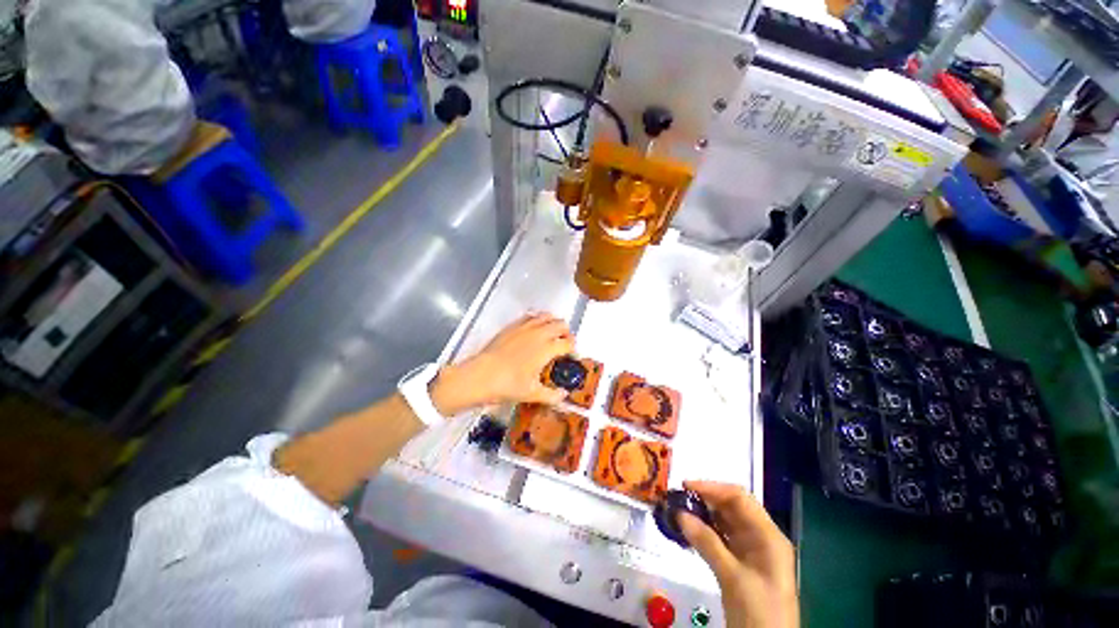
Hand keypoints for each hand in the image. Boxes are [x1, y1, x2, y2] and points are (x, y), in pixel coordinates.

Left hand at [430, 312, 574, 415]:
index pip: (568, 343)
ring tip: (551, 333)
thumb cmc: (508, 385)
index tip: (572, 355)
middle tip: (564, 344)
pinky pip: (531, 316)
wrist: (480, 375)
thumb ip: (552, 395)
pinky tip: (534, 327)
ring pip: (547, 316)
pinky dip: (538, 319)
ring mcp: (525, 327)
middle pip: (561, 325)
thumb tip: (563, 396)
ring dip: (553, 323)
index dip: (574, 349)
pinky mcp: (513, 325)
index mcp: (547, 349)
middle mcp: (539, 333)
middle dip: (566, 333)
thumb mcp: (532, 394)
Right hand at [679, 481, 798, 627]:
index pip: (738, 498)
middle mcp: (761, 537)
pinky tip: (688, 531)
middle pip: (732, 507)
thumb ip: (707, 543)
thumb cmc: (759, 611)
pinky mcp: (742, 563)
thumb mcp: (732, 577)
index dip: (711, 488)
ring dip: (703, 515)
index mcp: (768, 535)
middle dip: (705, 500)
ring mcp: (752, 551)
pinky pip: (722, 538)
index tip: (685, 486)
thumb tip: (679, 513)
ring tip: (678, 512)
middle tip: (677, 498)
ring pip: (725, 522)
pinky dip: (705, 532)